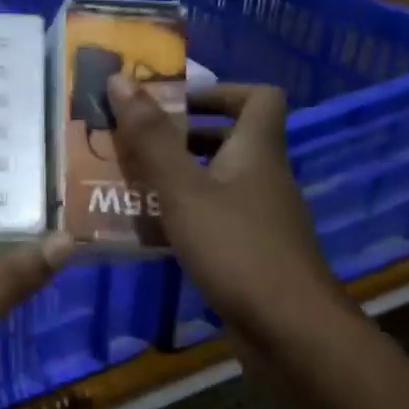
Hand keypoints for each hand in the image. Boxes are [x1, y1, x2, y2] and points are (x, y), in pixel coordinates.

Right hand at [106, 76, 343, 342]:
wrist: (289, 329)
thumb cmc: (236, 247)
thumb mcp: (183, 189)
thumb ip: (150, 138)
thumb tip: (119, 79)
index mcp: (257, 151)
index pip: (258, 97)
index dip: (219, 91)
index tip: (174, 103)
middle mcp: (263, 178)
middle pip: (229, 140)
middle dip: (180, 137)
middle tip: (134, 143)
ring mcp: (260, 218)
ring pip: (217, 181)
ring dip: (176, 178)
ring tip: (128, 183)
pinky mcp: (251, 252)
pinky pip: (214, 217)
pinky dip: (183, 215)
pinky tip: (149, 231)